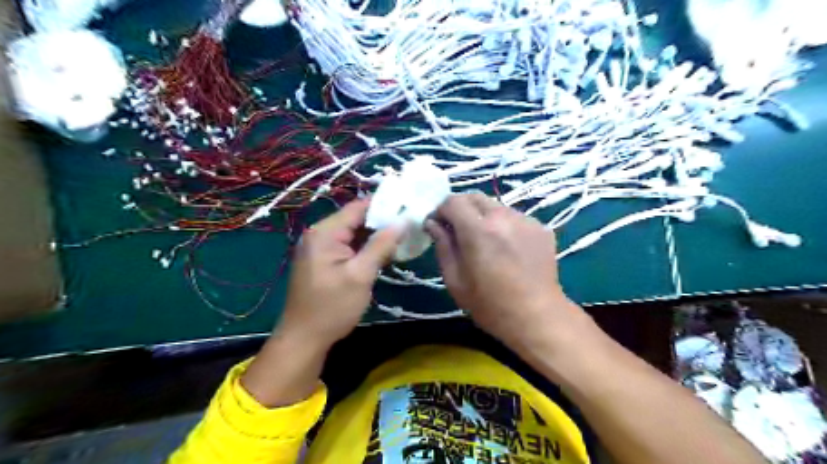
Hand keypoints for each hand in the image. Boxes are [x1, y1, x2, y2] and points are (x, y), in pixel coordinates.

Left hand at [277, 198, 403, 347]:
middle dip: (382, 223)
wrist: (304, 339)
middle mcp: (319, 234)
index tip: (409, 208)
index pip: (358, 207)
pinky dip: (365, 248)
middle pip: (355, 219)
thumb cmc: (332, 307)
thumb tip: (403, 221)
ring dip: (375, 237)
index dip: (384, 206)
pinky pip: (347, 246)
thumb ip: (381, 245)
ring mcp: (319, 248)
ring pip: (353, 234)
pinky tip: (384, 254)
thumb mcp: (361, 275)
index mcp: (325, 233)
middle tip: (410, 226)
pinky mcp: (322, 260)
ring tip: (403, 238)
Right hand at [427, 194, 586, 349]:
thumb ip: (442, 245)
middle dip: (460, 208)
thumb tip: (433, 223)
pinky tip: (506, 247)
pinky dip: (503, 225)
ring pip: (495, 205)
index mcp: (478, 230)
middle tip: (457, 229)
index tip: (437, 224)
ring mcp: (525, 220)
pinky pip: (514, 217)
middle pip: (474, 197)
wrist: (537, 316)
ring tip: (484, 240)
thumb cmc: (489, 304)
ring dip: (483, 216)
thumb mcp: (455, 279)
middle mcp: (503, 217)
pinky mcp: (541, 227)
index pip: (453, 201)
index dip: (440, 210)